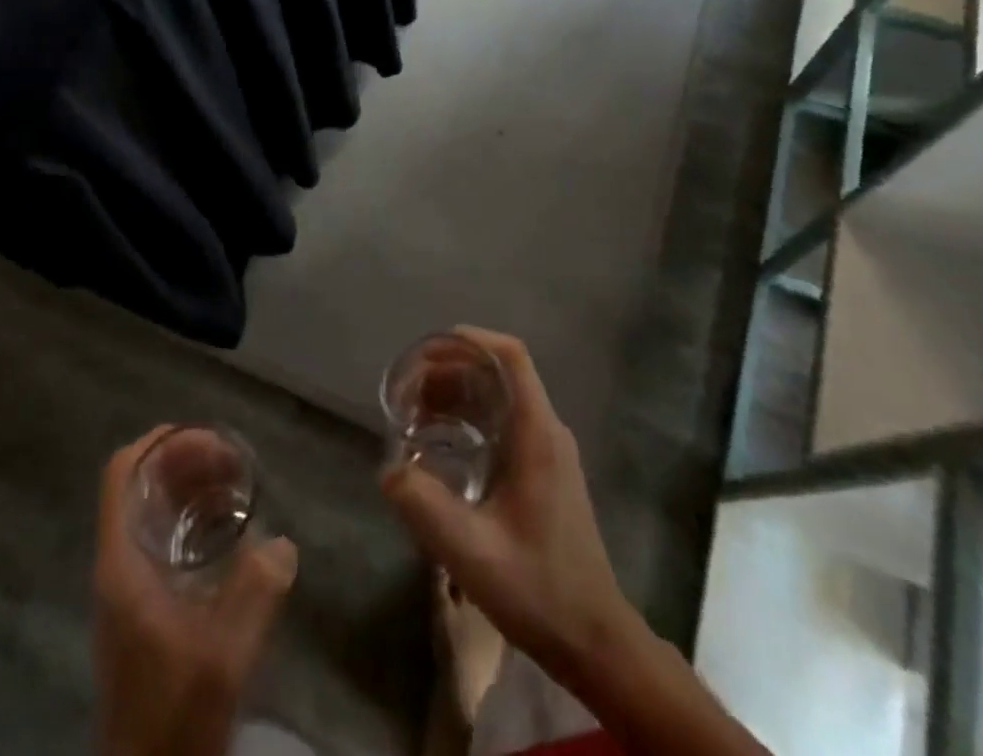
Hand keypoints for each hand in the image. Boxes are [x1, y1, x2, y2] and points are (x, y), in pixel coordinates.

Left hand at [95, 427, 298, 755]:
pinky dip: (194, 519)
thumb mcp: (223, 654)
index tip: (205, 436)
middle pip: (142, 485)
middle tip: (235, 461)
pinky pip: (165, 539)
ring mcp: (129, 585)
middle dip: (186, 461)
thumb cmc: (174, 711)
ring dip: (192, 489)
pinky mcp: (144, 606)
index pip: (122, 473)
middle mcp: (120, 562)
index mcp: (122, 561)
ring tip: (238, 486)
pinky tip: (230, 531)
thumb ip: (255, 594)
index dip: (159, 442)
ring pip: (154, 511)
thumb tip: (283, 543)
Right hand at [379, 329, 640, 692]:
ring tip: (414, 413)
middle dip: (450, 370)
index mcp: (537, 433)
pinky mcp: (543, 472)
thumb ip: (424, 505)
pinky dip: (468, 418)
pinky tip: (440, 443)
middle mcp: (545, 431)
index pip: (511, 357)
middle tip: (407, 389)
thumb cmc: (538, 589)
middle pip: (497, 374)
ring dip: (456, 395)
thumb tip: (388, 469)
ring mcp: (547, 451)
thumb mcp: (471, 550)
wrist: (594, 642)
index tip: (428, 348)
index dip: (471, 340)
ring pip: (498, 398)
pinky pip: (502, 423)